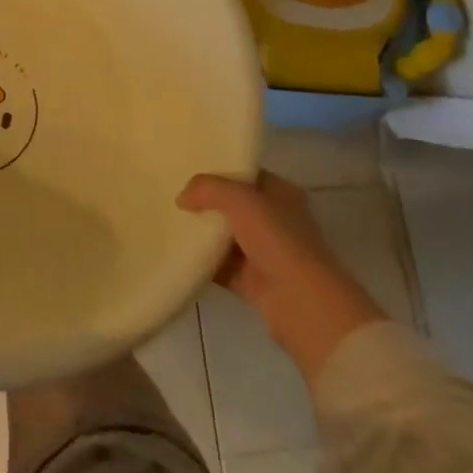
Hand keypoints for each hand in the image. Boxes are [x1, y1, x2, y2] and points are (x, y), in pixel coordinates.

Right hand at [178, 171, 386, 383]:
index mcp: (281, 194)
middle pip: (234, 206)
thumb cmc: (278, 240)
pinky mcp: (254, 283)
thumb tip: (181, 197)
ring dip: (204, 234)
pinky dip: (204, 263)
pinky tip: (179, 254)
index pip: (246, 175)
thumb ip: (207, 189)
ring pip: (227, 237)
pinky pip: (223, 267)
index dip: (220, 170)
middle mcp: (277, 221)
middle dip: (207, 203)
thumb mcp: (239, 199)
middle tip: (175, 196)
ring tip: (170, 222)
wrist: (302, 304)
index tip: (189, 168)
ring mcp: (267, 254)